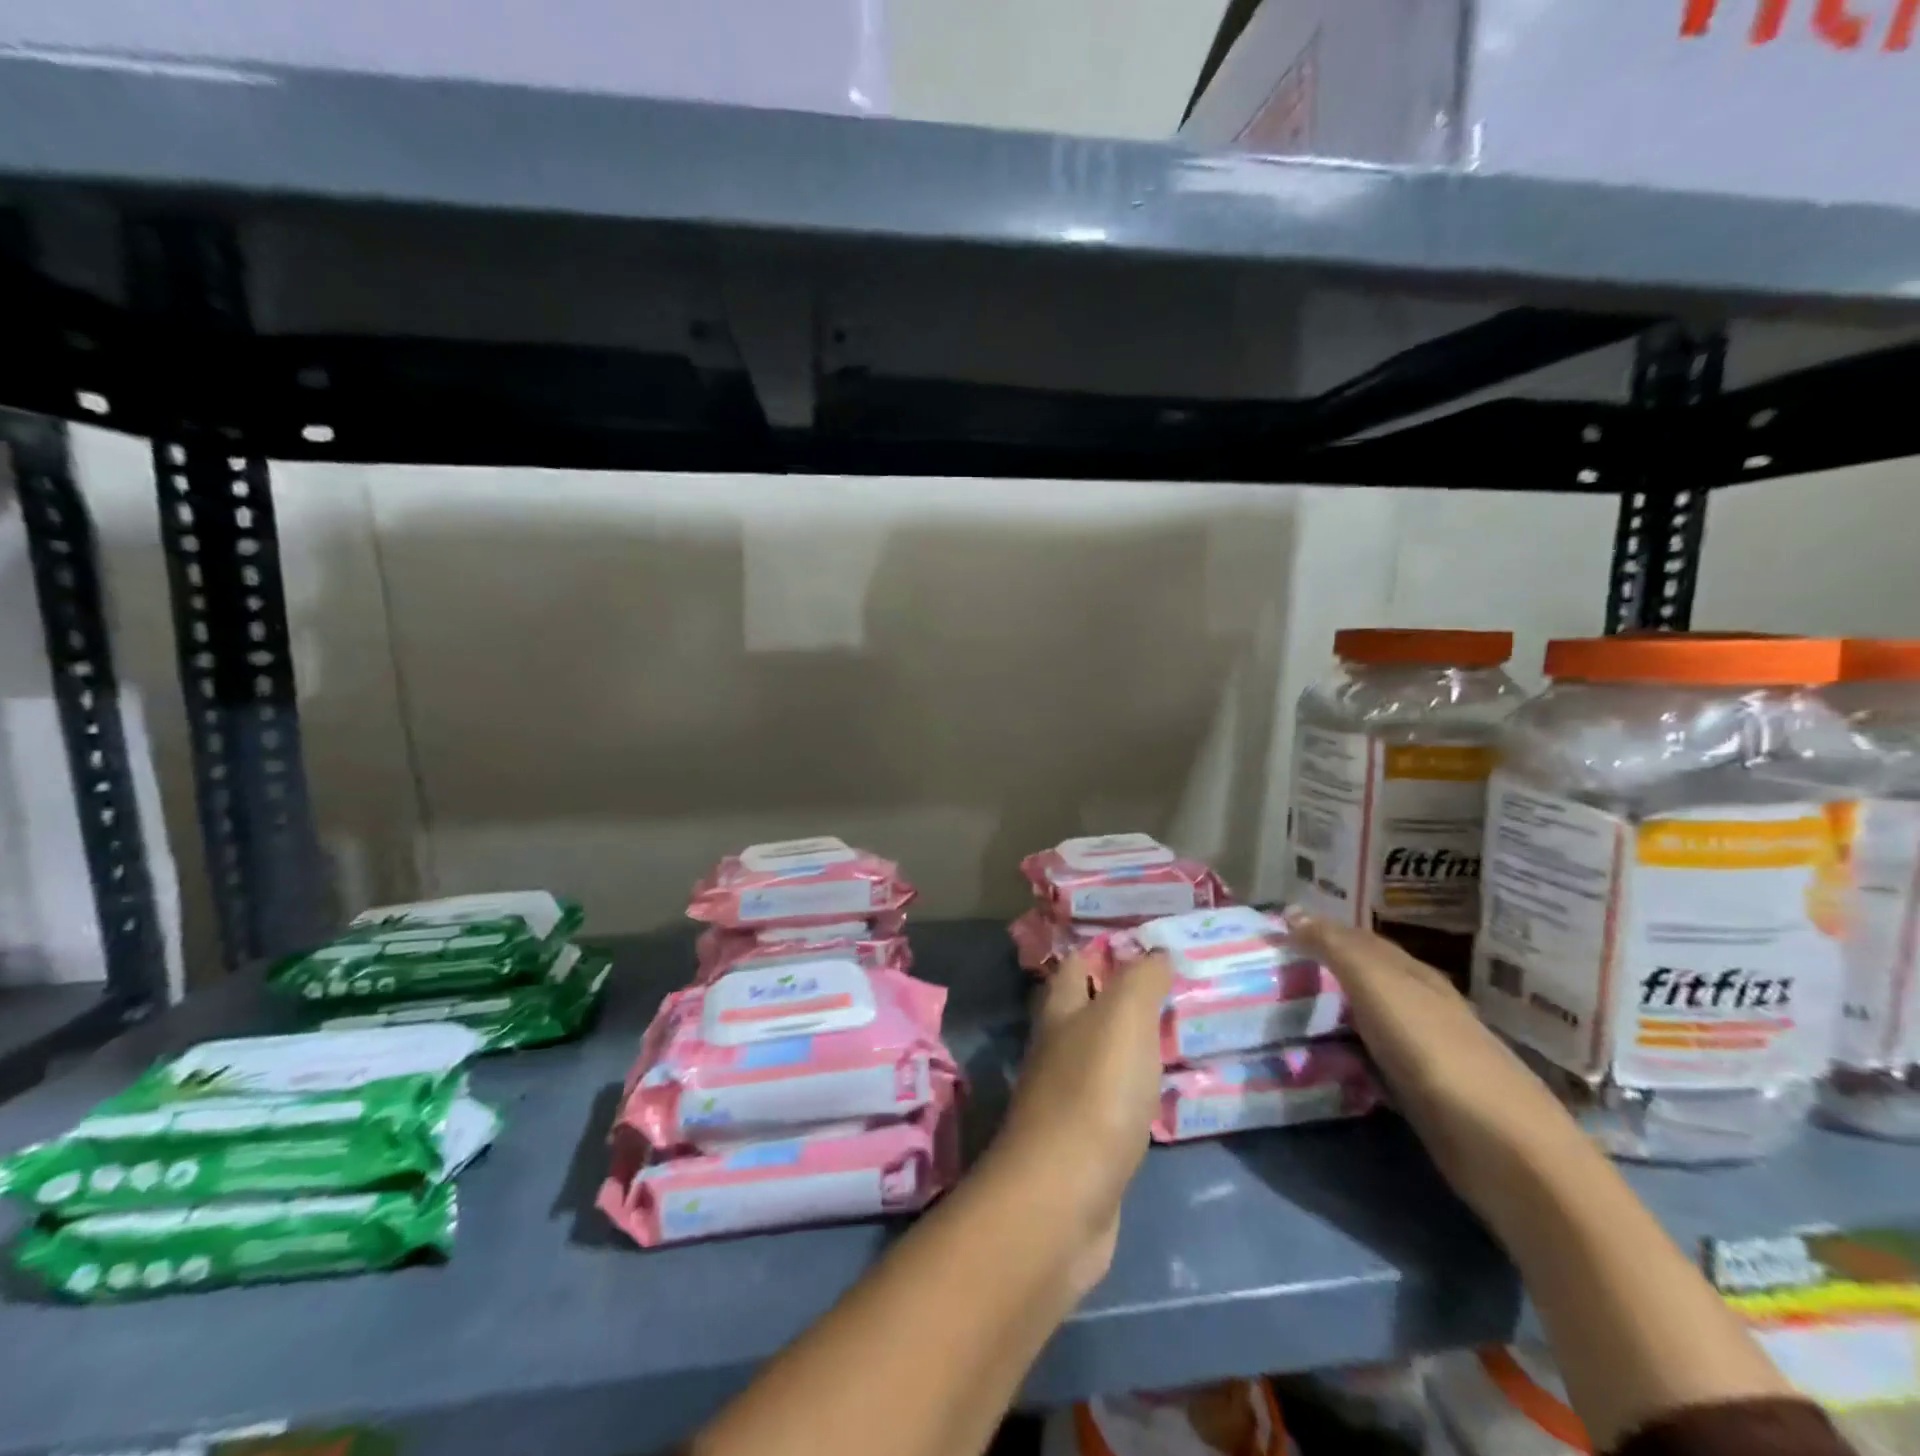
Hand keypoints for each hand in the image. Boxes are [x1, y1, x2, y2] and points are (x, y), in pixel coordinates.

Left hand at [986, 948, 1173, 1295]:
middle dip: (1117, 997)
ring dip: (1127, 1045)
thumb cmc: (1095, 1093)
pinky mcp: (1082, 1144)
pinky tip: (1159, 1095)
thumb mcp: (1123, 1019)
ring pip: (1098, 1056)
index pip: (1074, 965)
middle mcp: (1055, 1049)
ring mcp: (1065, 1098)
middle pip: (1082, 1010)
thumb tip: (1156, 952)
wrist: (1064, 1198)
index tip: (1145, 944)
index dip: (1103, 951)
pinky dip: (1133, 1091)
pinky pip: (1112, 1102)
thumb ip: (1141, 981)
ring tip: (1173, 1036)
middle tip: (1170, 990)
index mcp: (1060, 1013)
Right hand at [1280, 910, 1586, 1219]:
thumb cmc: (1434, 1051)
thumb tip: (1291, 911)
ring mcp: (1425, 1051)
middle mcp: (1422, 1004)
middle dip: (1324, 969)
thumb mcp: (1378, 986)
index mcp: (1414, 973)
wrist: (1504, 1148)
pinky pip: (1372, 1058)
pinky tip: (1324, 1058)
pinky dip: (1345, 1050)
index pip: (1360, 939)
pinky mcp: (1422, 1094)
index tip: (1277, 931)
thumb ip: (1335, 948)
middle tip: (1274, 969)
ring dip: (1332, 1011)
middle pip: (1365, 977)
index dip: (1321, 930)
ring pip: (1367, 1017)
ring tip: (1286, 1010)